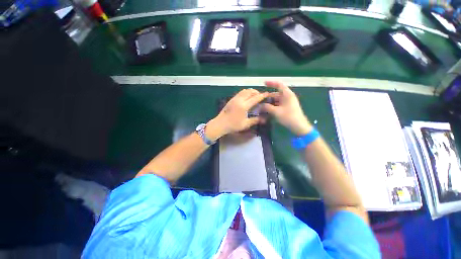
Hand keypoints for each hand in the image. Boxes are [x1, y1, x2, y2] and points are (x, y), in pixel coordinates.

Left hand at [206, 89, 268, 140]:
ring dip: (250, 91)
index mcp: (244, 106)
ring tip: (254, 95)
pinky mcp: (231, 99)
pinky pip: (240, 93)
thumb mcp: (245, 124)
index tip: (267, 94)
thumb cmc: (233, 125)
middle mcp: (239, 100)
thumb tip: (264, 119)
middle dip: (256, 92)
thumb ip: (255, 120)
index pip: (255, 98)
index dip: (262, 95)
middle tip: (260, 96)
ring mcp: (234, 99)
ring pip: (244, 91)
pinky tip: (246, 97)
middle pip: (250, 92)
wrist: (220, 124)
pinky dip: (245, 93)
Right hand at [262, 81, 311, 135]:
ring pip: (277, 100)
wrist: (299, 127)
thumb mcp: (276, 112)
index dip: (271, 83)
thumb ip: (267, 107)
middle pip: (276, 94)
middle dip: (268, 97)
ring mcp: (288, 103)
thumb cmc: (289, 117)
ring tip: (261, 106)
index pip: (279, 85)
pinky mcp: (287, 108)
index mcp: (287, 94)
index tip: (264, 83)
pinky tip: (267, 110)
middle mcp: (288, 97)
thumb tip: (260, 105)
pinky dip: (273, 106)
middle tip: (260, 100)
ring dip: (269, 102)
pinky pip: (278, 105)